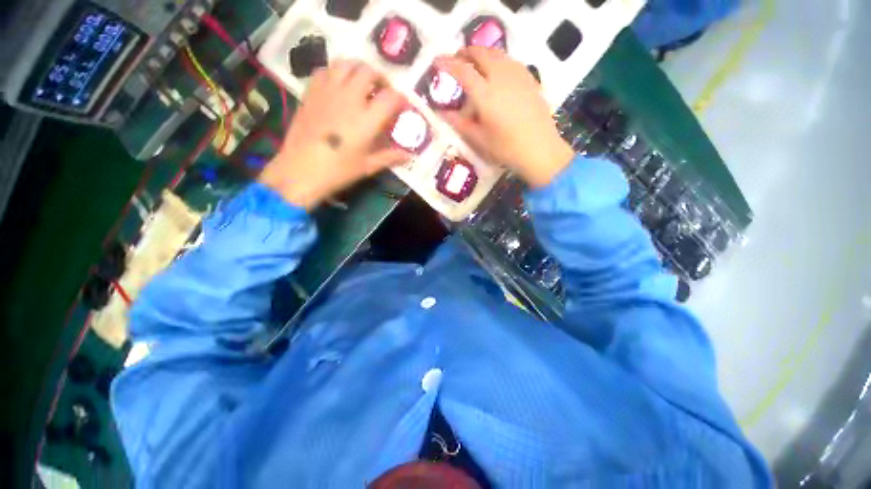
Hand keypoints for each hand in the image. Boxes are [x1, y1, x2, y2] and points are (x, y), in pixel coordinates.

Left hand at [259, 60, 410, 208]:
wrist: (300, 170)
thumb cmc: (338, 171)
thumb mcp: (368, 167)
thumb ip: (390, 157)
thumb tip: (409, 155)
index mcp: (367, 119)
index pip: (390, 97)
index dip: (400, 99)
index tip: (402, 106)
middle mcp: (349, 99)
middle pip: (368, 72)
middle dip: (380, 78)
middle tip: (383, 91)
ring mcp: (328, 92)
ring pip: (346, 64)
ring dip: (359, 69)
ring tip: (362, 83)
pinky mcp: (311, 92)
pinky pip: (325, 70)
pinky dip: (336, 73)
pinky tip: (339, 86)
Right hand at [435, 47, 573, 187]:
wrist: (540, 149)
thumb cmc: (506, 148)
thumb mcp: (480, 139)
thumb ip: (460, 124)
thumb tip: (443, 113)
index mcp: (485, 95)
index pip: (462, 71)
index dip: (447, 63)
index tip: (437, 61)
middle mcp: (500, 77)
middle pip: (480, 53)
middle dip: (466, 53)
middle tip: (457, 60)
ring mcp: (518, 75)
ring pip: (497, 53)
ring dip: (482, 54)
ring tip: (475, 64)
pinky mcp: (530, 79)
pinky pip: (510, 60)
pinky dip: (498, 59)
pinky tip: (497, 72)